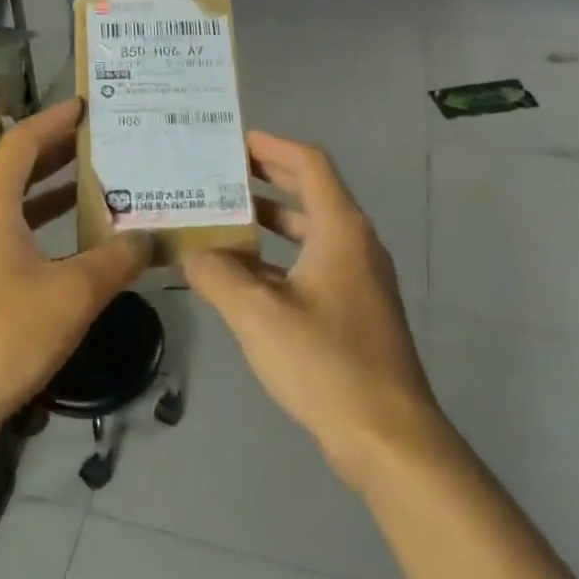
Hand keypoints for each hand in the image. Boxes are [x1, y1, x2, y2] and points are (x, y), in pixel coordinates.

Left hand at [0, 99, 149, 435]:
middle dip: (62, 152)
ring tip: (103, 184)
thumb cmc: (2, 336)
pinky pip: (9, 234)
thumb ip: (116, 259)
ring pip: (15, 204)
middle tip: (110, 142)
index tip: (91, 106)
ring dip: (54, 191)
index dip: (57, 119)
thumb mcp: (72, 294)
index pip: (24, 141)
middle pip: (18, 168)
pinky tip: (77, 243)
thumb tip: (149, 237)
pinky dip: (42, 226)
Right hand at [183, 132, 440, 487]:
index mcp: (341, 231)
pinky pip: (311, 267)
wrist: (388, 437)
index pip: (309, 165)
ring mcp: (358, 280)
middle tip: (219, 175)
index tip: (233, 141)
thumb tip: (189, 252)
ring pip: (309, 234)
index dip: (272, 146)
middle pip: (310, 194)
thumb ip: (217, 276)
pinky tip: (241, 277)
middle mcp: (355, 245)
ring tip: (221, 220)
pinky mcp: (354, 311)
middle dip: (265, 180)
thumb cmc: (326, 363)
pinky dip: (278, 260)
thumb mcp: (258, 315)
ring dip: (268, 223)